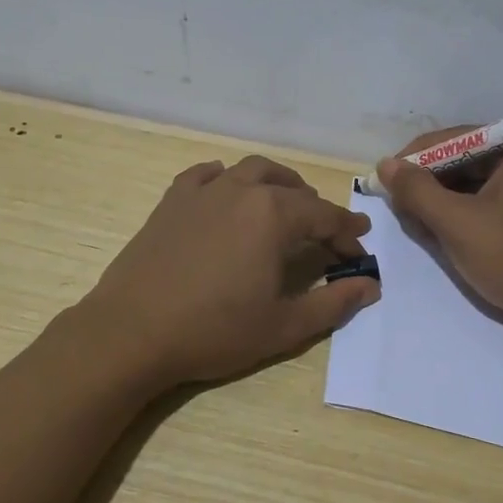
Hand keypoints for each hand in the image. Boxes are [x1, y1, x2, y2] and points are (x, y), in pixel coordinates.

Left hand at [79, 155, 378, 389]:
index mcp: (273, 215)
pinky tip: (228, 194)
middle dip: (316, 210)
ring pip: (251, 171)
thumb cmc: (214, 331)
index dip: (348, 234)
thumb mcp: (284, 326)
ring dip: (277, 184)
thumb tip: (371, 286)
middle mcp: (241, 190)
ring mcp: (203, 192)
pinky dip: (226, 179)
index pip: (325, 217)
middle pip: (291, 189)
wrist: (132, 331)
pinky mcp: (172, 201)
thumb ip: (333, 303)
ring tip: (286, 205)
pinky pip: (206, 175)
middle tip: (326, 235)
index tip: (359, 251)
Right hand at [378, 131, 502, 343]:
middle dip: (428, 183)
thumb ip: (417, 190)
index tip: (383, 181)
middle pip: (464, 160)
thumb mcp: (457, 223)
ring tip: (417, 225)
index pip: (456, 139)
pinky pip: (488, 203)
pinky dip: (462, 216)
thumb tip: (385, 165)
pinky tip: (442, 235)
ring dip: (442, 203)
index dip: (415, 158)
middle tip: (399, 208)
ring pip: (474, 184)